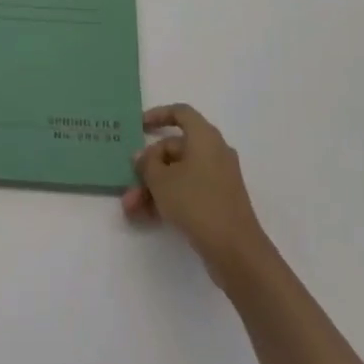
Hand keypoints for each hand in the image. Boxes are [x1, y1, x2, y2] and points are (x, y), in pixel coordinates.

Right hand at [122, 104, 271, 285]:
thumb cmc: (196, 202)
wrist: (235, 250)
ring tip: (130, 208)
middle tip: (128, 182)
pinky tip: (145, 217)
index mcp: (204, 137)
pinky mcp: (218, 202)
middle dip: (148, 167)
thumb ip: (147, 163)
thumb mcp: (161, 180)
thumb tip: (142, 155)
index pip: (180, 113)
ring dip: (152, 188)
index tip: (138, 126)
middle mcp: (214, 153)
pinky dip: (167, 200)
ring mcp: (218, 179)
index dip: (158, 115)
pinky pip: (187, 192)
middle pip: (175, 149)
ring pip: (178, 175)